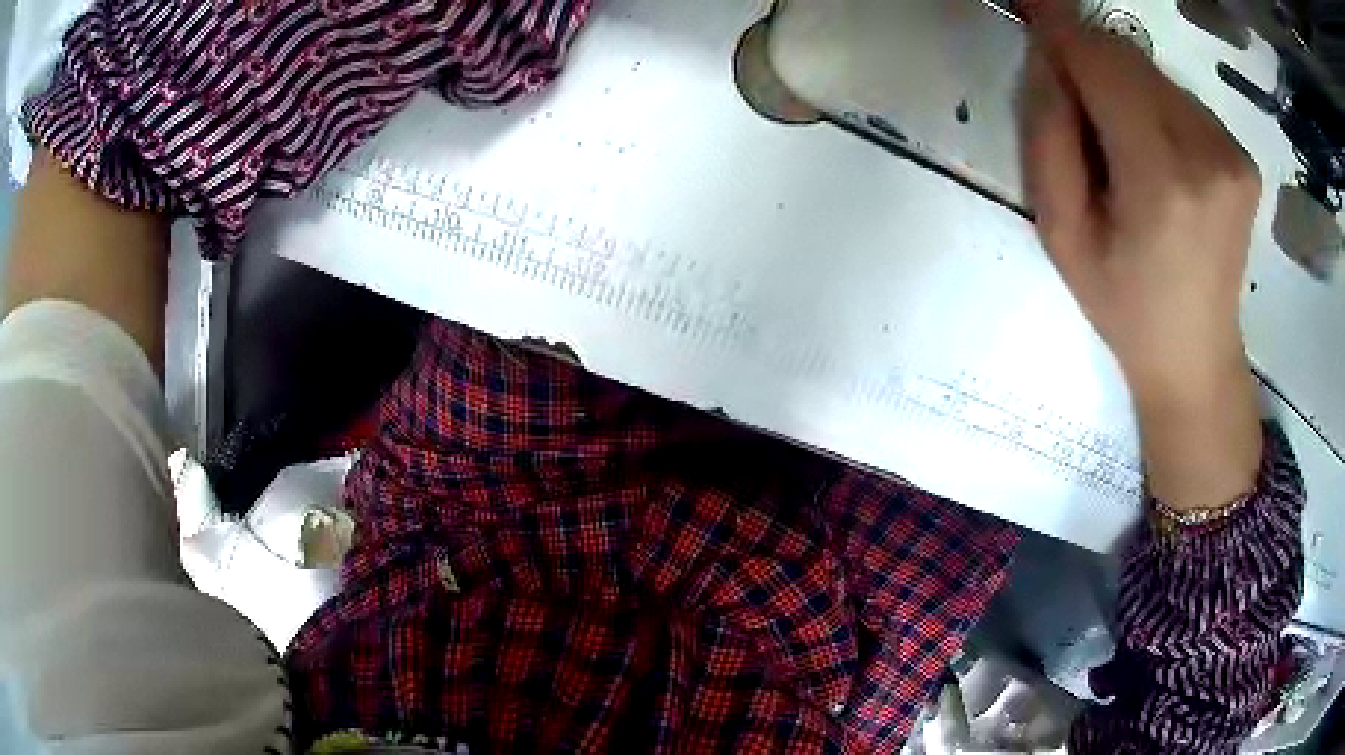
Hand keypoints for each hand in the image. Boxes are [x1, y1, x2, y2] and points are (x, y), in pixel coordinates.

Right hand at [1021, 6, 1263, 510]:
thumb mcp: (1061, 231)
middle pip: (1130, 57)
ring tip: (1118, 142)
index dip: (1060, 26)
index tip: (1028, 1)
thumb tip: (1050, 58)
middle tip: (1069, 94)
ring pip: (1154, 72)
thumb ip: (1050, 134)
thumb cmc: (1123, 304)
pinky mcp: (1242, 156)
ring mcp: (1232, 153)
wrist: (1195, 356)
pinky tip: (1154, 152)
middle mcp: (1207, 153)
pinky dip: (1153, 103)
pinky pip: (1180, 97)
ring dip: (1121, 83)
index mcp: (1161, 180)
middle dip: (1088, 56)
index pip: (1103, 62)